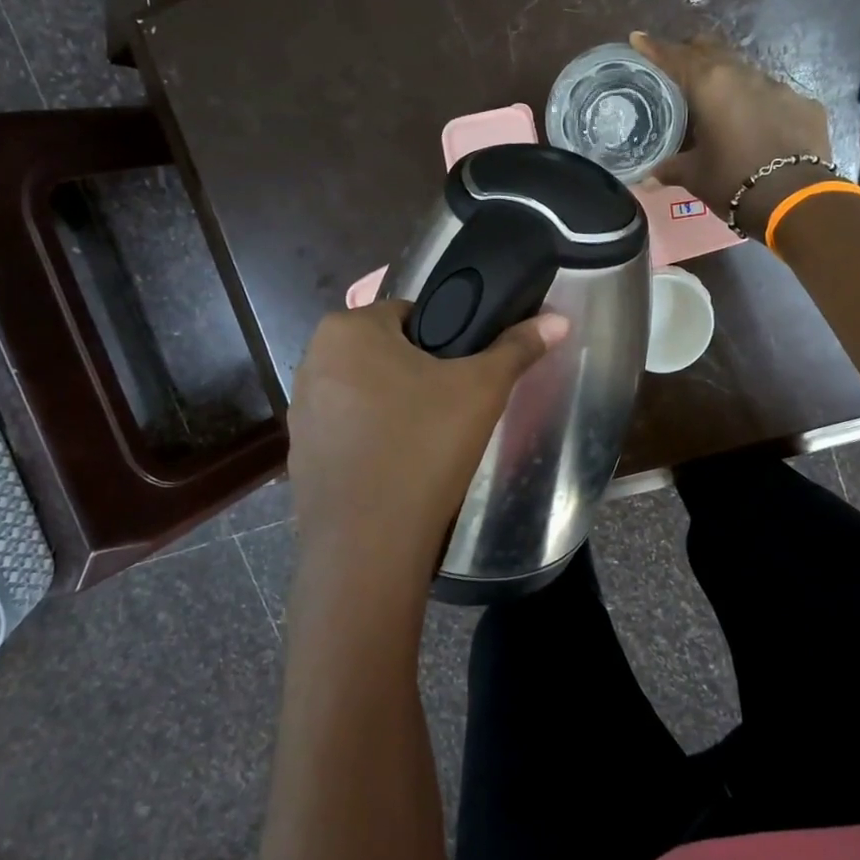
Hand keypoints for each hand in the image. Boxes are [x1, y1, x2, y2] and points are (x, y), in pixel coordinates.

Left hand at [286, 299, 568, 584]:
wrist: (369, 545)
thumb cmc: (424, 448)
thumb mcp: (481, 390)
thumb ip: (517, 348)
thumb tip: (558, 319)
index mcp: (347, 329)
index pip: (411, 314)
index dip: (446, 341)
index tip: (466, 374)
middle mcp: (312, 360)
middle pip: (386, 354)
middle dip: (419, 375)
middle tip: (453, 410)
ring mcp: (300, 410)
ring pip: (366, 393)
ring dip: (394, 407)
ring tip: (428, 442)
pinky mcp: (300, 454)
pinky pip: (347, 432)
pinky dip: (372, 440)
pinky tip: (397, 468)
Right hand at [632, 31, 834, 230]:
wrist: (793, 198)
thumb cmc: (731, 180)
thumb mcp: (693, 176)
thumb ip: (670, 169)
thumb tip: (648, 178)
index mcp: (710, 85)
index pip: (675, 58)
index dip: (654, 48)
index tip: (638, 39)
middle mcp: (744, 75)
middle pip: (713, 52)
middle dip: (692, 54)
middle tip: (678, 67)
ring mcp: (779, 87)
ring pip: (745, 72)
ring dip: (728, 80)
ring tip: (717, 100)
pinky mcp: (804, 104)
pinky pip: (774, 96)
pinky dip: (758, 104)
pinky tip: (756, 125)